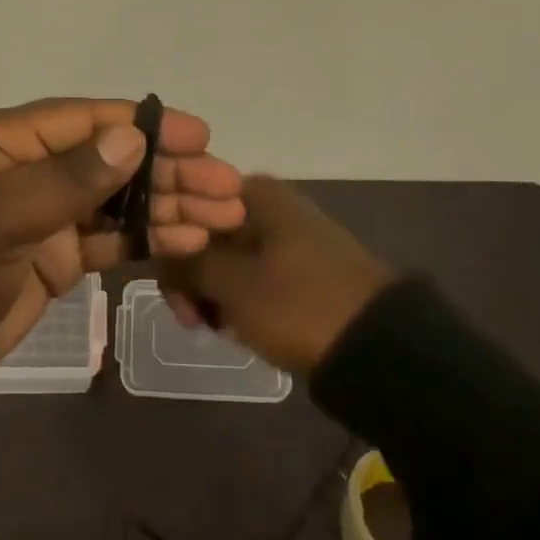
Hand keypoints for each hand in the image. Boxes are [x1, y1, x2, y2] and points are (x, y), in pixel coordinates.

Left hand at [0, 98, 244, 374]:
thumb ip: (68, 179)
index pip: (87, 120)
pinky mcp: (55, 255)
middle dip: (170, 171)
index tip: (200, 135)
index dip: (145, 125)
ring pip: (118, 199)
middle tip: (227, 186)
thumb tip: (132, 137)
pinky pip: (109, 238)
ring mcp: (45, 212)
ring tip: (224, 216)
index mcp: (8, 140)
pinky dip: (146, 238)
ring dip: (168, 205)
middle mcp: (31, 167)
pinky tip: (187, 240)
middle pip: (113, 159)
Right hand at [160, 175, 393, 373]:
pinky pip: (256, 274)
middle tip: (197, 324)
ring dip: (216, 293)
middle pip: (206, 236)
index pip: (186, 212)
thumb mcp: (232, 286)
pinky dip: (243, 298)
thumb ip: (186, 264)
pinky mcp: (304, 264)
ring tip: (223, 331)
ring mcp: (289, 233)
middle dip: (194, 280)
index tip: (178, 300)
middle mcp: (269, 202)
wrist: (381, 347)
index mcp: (252, 192)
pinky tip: (245, 329)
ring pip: (230, 259)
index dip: (172, 255)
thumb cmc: (298, 305)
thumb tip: (158, 250)